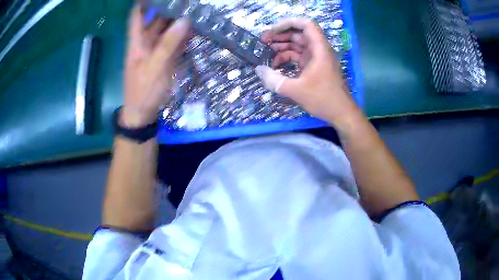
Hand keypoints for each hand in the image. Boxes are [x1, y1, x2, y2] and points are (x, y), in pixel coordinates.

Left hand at [122, 7, 189, 127]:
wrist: (143, 114)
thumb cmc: (143, 91)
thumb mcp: (154, 67)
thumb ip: (168, 44)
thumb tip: (184, 20)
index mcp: (137, 42)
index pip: (136, 15)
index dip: (143, 2)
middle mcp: (145, 42)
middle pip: (153, 19)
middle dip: (166, 7)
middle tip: (183, 1)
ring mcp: (155, 50)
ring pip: (164, 29)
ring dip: (176, 19)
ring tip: (191, 8)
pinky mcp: (163, 58)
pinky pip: (173, 41)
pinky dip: (182, 34)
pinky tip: (193, 27)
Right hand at [256, 18, 358, 127]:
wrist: (341, 113)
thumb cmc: (323, 99)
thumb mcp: (297, 90)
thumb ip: (275, 80)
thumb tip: (258, 70)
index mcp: (319, 49)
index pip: (306, 24)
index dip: (289, 22)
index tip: (272, 29)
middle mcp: (318, 49)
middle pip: (298, 33)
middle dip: (280, 34)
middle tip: (263, 41)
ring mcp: (316, 58)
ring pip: (297, 45)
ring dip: (281, 46)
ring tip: (265, 51)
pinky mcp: (313, 66)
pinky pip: (298, 56)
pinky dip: (286, 58)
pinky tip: (275, 65)